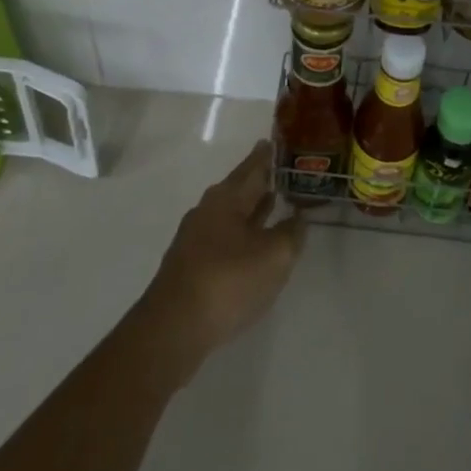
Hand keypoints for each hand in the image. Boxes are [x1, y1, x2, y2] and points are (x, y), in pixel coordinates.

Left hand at [139, 140, 304, 368]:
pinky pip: (224, 237)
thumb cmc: (227, 281)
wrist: (173, 329)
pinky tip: (253, 244)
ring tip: (273, 201)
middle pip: (239, 188)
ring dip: (252, 208)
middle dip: (260, 181)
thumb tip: (298, 218)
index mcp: (226, 198)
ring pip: (231, 214)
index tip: (276, 141)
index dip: (266, 155)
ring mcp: (196, 238)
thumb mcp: (274, 256)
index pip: (252, 166)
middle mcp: (208, 210)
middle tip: (282, 172)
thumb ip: (291, 233)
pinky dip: (242, 232)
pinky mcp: (191, 265)